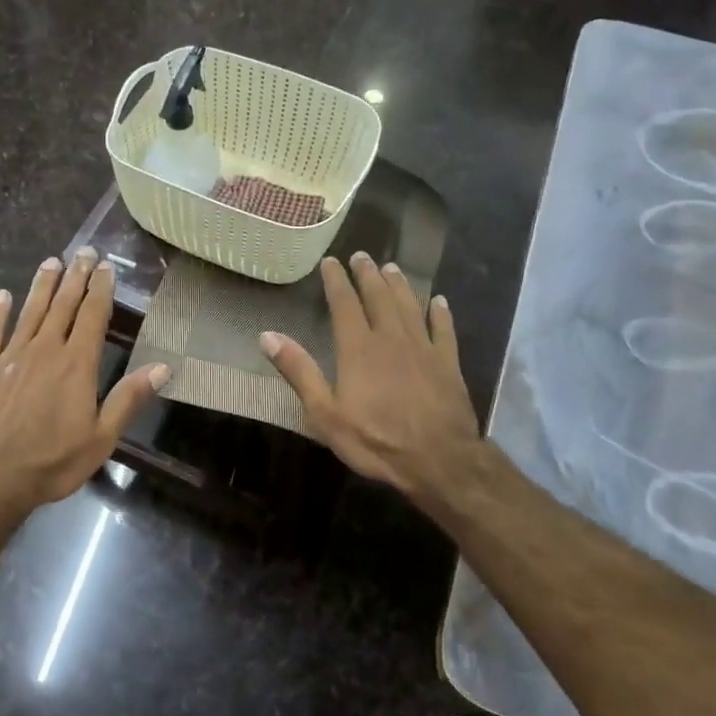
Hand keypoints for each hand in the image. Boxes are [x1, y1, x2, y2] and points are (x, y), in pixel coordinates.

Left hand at [0, 247, 167, 516]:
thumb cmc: (53, 461)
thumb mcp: (101, 437)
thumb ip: (129, 398)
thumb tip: (164, 367)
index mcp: (76, 364)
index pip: (92, 316)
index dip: (100, 289)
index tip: (105, 267)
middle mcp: (43, 350)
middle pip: (62, 305)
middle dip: (74, 277)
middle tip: (82, 251)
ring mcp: (10, 357)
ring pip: (29, 311)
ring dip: (42, 285)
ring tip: (51, 262)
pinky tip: (3, 296)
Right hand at [260, 253, 481, 504]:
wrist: (438, 460)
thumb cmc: (375, 440)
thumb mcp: (324, 413)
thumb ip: (299, 371)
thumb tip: (267, 336)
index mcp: (358, 348)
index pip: (344, 304)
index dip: (336, 281)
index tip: (330, 262)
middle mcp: (391, 338)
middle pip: (379, 297)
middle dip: (368, 274)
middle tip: (362, 256)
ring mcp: (423, 348)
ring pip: (410, 306)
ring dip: (400, 285)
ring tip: (392, 268)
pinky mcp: (448, 363)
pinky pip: (444, 330)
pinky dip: (440, 313)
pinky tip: (439, 301)